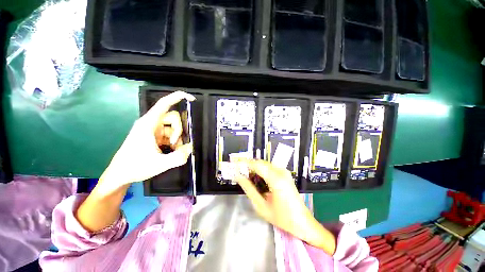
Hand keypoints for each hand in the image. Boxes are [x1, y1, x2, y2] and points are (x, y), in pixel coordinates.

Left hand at [99, 91, 194, 193]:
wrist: (120, 175)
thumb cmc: (135, 167)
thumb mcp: (159, 164)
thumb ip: (178, 157)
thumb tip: (191, 148)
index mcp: (149, 124)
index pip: (164, 104)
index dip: (178, 97)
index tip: (192, 99)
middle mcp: (151, 123)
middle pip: (173, 118)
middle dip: (179, 131)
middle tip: (175, 145)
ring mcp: (153, 130)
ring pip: (173, 127)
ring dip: (178, 138)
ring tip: (173, 151)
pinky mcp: (155, 136)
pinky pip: (170, 134)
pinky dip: (174, 142)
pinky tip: (171, 151)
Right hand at [234, 160, 335, 254]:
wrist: (302, 222)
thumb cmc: (282, 218)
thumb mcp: (261, 206)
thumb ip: (249, 189)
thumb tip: (239, 177)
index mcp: (276, 179)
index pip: (256, 165)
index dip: (244, 162)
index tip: (234, 163)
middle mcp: (281, 172)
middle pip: (260, 162)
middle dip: (248, 165)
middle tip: (238, 171)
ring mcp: (284, 172)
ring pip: (265, 164)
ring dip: (254, 167)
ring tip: (245, 175)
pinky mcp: (285, 174)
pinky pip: (270, 167)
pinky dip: (261, 170)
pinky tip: (256, 178)